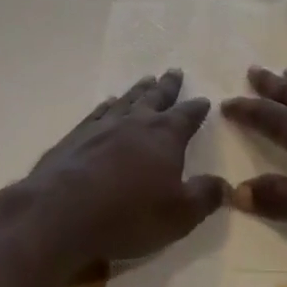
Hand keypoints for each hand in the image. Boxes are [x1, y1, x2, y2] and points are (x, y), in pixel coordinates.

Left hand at [12, 70, 226, 271]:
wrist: (61, 212)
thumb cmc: (127, 215)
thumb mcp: (178, 215)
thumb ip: (204, 197)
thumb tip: (225, 184)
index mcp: (164, 136)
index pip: (186, 116)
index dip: (196, 108)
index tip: (204, 100)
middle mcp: (136, 122)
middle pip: (156, 97)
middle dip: (168, 86)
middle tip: (174, 71)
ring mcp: (104, 125)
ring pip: (127, 100)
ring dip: (139, 90)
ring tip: (146, 79)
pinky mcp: (77, 136)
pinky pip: (98, 112)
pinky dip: (107, 105)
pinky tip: (108, 103)